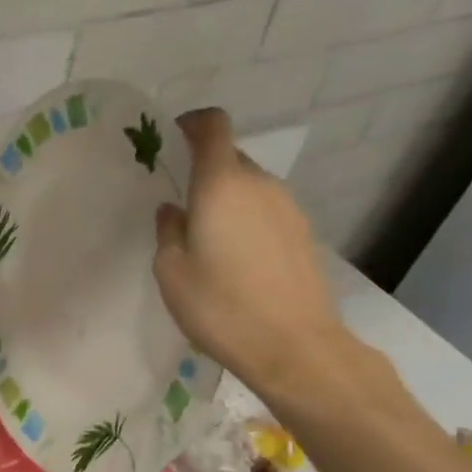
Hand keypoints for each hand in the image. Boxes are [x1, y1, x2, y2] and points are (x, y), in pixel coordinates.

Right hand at [153, 109, 358, 400]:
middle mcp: (260, 185)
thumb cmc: (220, 306)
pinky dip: (245, 219)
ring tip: (204, 237)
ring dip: (225, 198)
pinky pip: (265, 210)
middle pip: (230, 157)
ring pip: (249, 186)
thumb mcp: (171, 271)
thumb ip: (169, 231)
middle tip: (179, 203)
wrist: (294, 347)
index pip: (213, 127)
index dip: (192, 123)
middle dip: (203, 169)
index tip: (171, 138)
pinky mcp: (302, 233)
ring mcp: (288, 208)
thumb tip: (174, 210)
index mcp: (222, 185)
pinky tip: (232, 257)